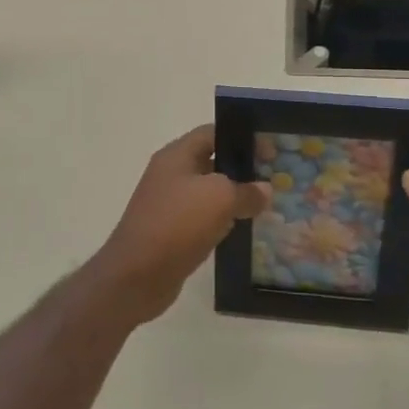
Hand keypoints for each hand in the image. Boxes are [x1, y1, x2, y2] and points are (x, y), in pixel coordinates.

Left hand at [90, 125, 271, 327]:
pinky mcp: (172, 231)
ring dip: (234, 198)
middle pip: (212, 162)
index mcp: (177, 155)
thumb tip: (265, 190)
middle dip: (241, 169)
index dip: (242, 138)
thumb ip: (246, 191)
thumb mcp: (219, 199)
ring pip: (209, 193)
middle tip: (272, 178)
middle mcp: (171, 174)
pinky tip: (243, 229)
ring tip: (265, 204)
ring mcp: (169, 204)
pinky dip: (222, 221)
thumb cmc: (177, 223)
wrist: (136, 275)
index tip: (270, 151)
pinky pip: (203, 218)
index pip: (212, 133)